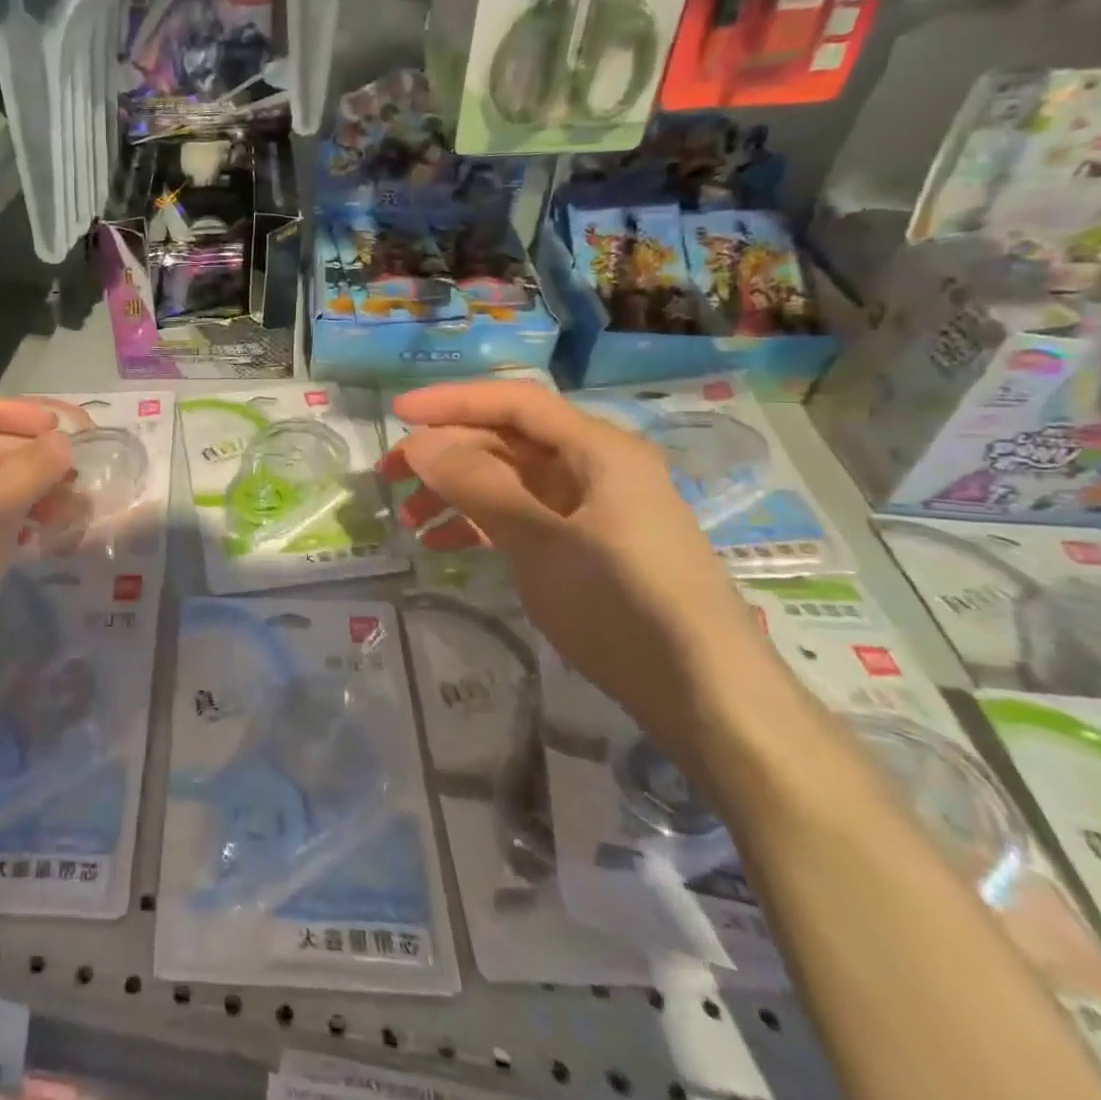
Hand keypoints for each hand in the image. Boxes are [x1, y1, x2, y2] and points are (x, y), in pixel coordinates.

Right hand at [381, 382, 765, 760]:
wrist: (708, 698)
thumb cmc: (623, 604)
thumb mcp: (540, 541)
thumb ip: (476, 485)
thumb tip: (420, 443)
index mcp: (599, 449)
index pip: (514, 403)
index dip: (452, 401)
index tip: (397, 415)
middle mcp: (597, 467)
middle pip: (509, 440)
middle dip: (447, 453)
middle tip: (392, 475)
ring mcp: (594, 509)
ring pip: (511, 481)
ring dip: (458, 491)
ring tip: (410, 519)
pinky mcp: (589, 546)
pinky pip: (525, 517)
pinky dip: (483, 524)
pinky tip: (445, 545)